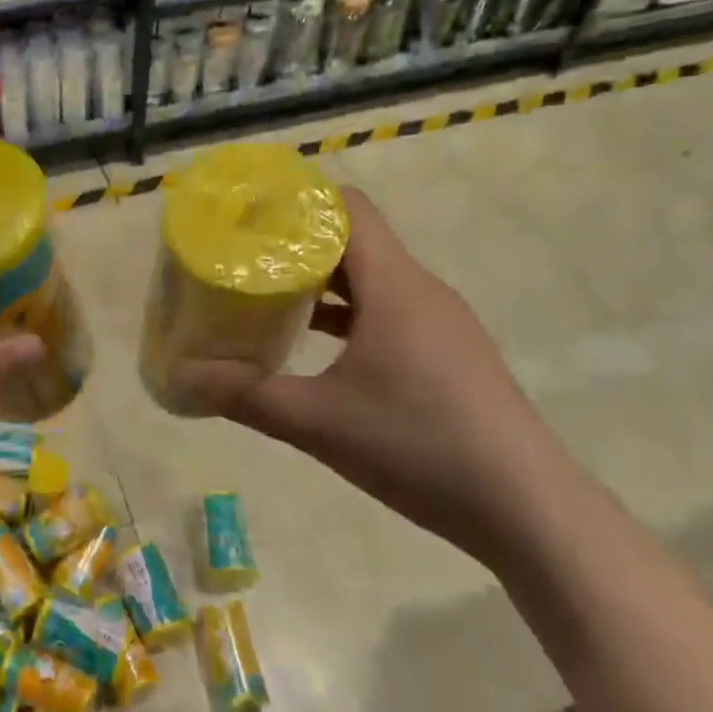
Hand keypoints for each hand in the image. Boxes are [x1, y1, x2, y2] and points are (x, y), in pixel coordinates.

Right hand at [169, 185, 576, 562]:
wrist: (531, 512)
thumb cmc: (420, 447)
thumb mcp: (318, 422)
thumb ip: (245, 396)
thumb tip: (181, 377)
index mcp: (394, 285)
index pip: (348, 207)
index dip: (299, 200)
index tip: (250, 213)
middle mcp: (421, 289)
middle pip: (356, 238)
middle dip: (298, 241)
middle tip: (244, 253)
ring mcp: (441, 322)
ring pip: (373, 276)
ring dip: (324, 279)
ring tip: (270, 292)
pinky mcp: (449, 352)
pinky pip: (390, 309)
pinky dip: (349, 312)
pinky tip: (316, 343)